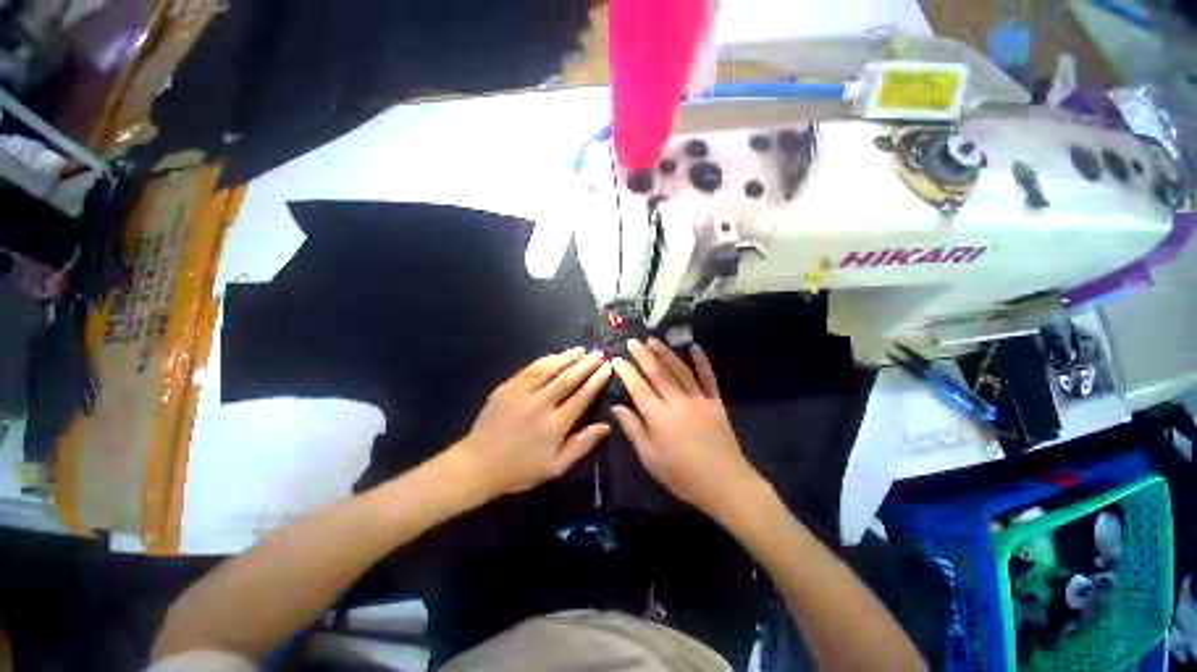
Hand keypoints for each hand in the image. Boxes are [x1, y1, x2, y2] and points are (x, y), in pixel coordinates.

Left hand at [450, 347, 612, 498]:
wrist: (478, 464)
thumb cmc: (520, 469)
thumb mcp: (556, 467)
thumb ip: (581, 445)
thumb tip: (605, 427)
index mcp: (555, 424)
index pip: (582, 396)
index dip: (597, 380)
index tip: (607, 368)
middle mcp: (541, 404)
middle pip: (568, 378)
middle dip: (586, 364)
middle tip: (599, 354)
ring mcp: (522, 393)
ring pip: (549, 368)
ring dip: (567, 357)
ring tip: (581, 350)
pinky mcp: (507, 387)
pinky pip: (530, 369)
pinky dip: (546, 360)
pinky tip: (555, 356)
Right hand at [610, 339, 761, 515]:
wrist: (726, 485)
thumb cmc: (682, 476)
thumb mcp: (650, 458)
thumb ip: (633, 430)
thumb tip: (615, 408)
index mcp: (659, 418)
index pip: (639, 388)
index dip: (626, 372)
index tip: (616, 359)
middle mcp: (678, 402)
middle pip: (658, 373)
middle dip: (643, 355)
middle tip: (632, 341)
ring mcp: (699, 400)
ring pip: (680, 370)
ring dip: (665, 353)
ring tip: (653, 340)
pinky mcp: (715, 402)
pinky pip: (708, 378)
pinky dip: (702, 362)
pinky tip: (695, 347)